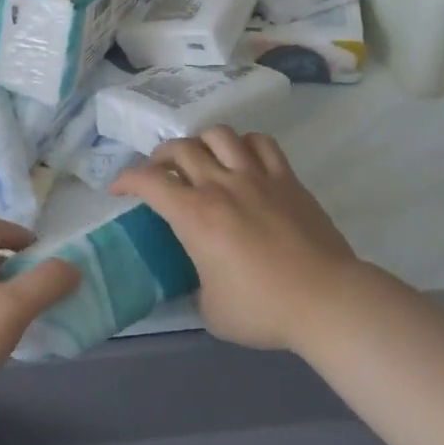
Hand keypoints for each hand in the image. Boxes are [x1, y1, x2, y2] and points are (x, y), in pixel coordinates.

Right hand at [111, 128, 364, 352]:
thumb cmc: (263, 310)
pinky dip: (244, 143)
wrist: (325, 300)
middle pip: (181, 148)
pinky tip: (241, 158)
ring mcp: (257, 177)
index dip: (126, 179)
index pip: (149, 181)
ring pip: (219, 135)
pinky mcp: (286, 179)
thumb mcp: (210, 309)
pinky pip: (261, 143)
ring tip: (200, 159)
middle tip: (159, 173)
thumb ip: (196, 283)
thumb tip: (200, 277)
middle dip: (160, 156)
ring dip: (201, 142)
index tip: (118, 189)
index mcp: (195, 216)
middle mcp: (221, 186)